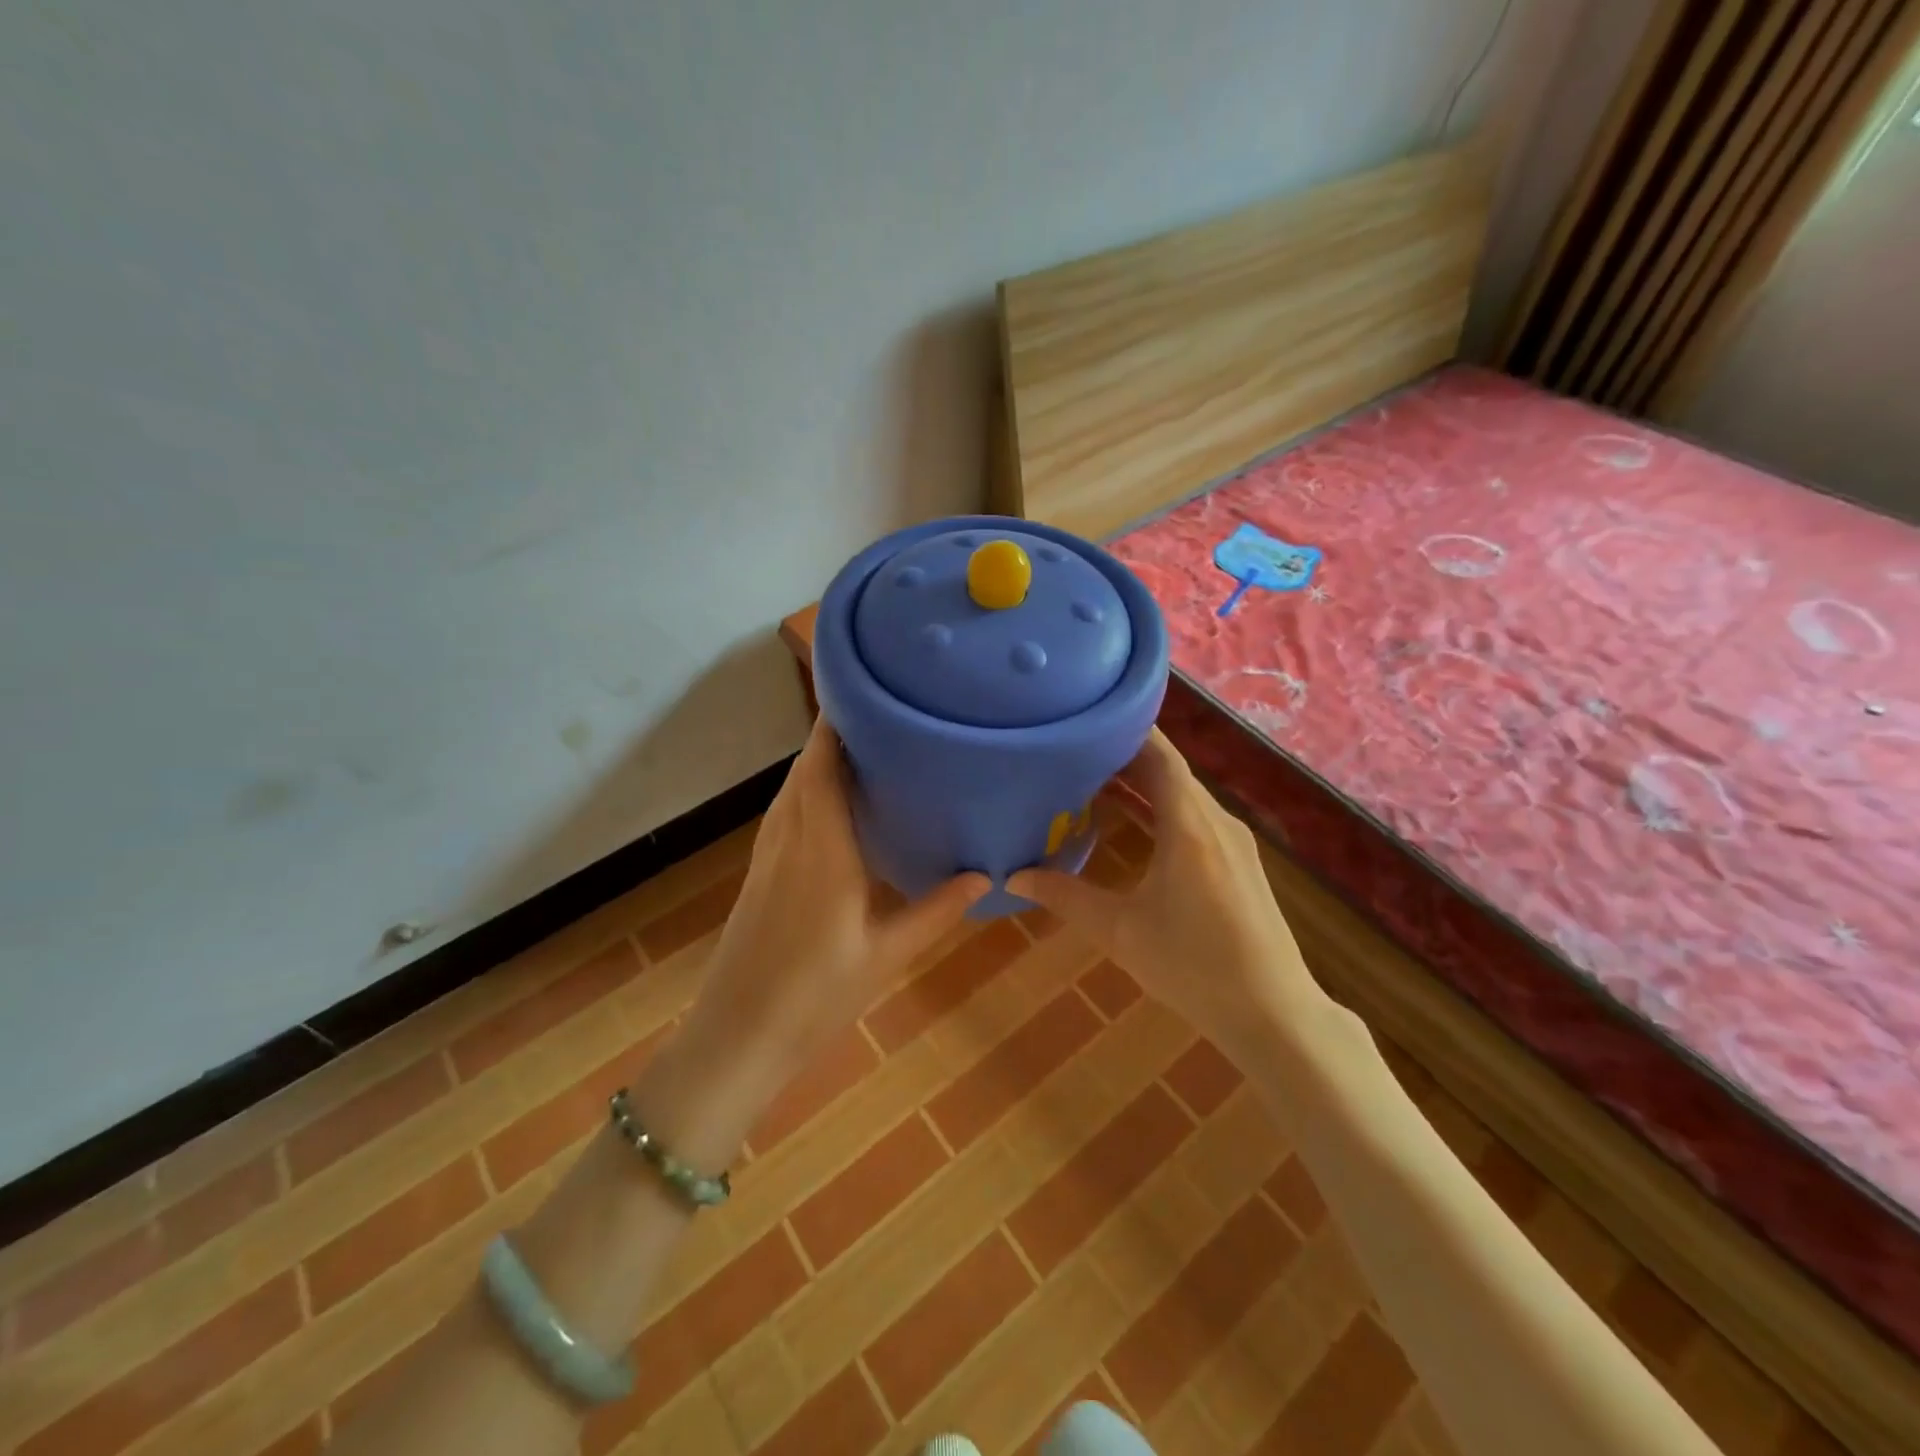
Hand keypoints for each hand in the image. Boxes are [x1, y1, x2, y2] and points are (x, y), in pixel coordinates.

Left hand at [678, 716, 988, 1100]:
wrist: (736, 1038)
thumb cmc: (815, 996)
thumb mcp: (887, 954)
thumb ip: (936, 911)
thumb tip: (984, 875)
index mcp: (820, 848)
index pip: (822, 766)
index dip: (836, 725)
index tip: (866, 694)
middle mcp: (789, 839)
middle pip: (804, 769)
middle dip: (834, 736)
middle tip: (882, 717)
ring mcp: (767, 856)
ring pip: (791, 790)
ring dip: (818, 762)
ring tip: (864, 750)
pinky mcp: (759, 874)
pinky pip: (785, 813)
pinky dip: (807, 791)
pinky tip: (833, 805)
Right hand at [1008, 729, 1320, 1057]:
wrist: (1274, 1014)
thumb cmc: (1195, 967)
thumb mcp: (1121, 932)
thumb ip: (1066, 897)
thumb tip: (1013, 877)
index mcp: (1189, 825)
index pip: (1159, 754)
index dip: (1124, 730)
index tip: (1085, 717)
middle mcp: (1215, 821)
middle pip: (1169, 769)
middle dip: (1122, 756)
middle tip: (1073, 749)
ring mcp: (1232, 841)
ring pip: (1182, 794)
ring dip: (1141, 783)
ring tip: (1091, 779)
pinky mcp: (1238, 862)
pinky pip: (1193, 817)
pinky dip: (1159, 808)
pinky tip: (1131, 822)